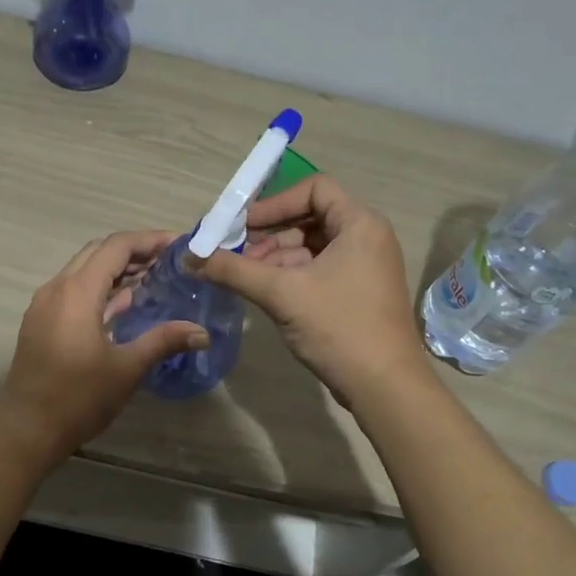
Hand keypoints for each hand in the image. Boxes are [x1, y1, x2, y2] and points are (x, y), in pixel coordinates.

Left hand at [0, 231, 207, 462]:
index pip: (116, 247)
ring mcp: (45, 304)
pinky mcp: (41, 321)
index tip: (179, 245)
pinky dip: (100, 287)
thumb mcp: (127, 368)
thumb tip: (202, 332)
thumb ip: (164, 341)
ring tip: (153, 278)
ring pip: (83, 269)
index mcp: (77, 291)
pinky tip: (123, 304)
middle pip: (98, 252)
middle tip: (169, 261)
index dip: (149, 240)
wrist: (26, 428)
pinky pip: (73, 289)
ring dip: (116, 269)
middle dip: (134, 251)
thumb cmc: (78, 397)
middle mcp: (57, 288)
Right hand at [195, 175, 426, 405]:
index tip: (244, 226)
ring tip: (245, 277)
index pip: (314, 188)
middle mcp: (366, 238)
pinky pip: (319, 269)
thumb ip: (234, 270)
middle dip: (270, 234)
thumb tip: (190, 257)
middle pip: (310, 217)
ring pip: (311, 247)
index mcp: (360, 224)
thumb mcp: (282, 294)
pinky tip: (264, 292)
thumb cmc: (339, 328)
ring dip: (275, 257)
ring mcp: (364, 267)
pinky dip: (290, 275)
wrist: (385, 387)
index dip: (276, 203)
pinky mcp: (358, 292)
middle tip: (236, 255)